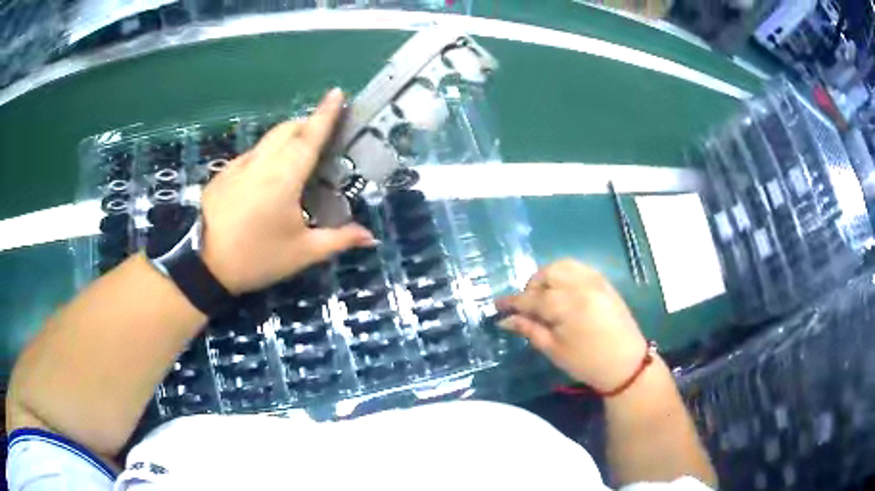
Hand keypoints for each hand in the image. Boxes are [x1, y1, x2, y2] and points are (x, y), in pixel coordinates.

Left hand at [200, 88, 374, 294]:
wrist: (201, 264)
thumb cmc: (255, 257)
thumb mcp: (301, 254)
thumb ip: (337, 240)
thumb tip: (370, 236)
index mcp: (284, 177)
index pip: (309, 136)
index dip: (326, 113)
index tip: (337, 92)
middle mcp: (261, 162)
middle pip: (287, 129)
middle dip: (308, 123)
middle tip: (323, 136)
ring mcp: (239, 165)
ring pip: (268, 139)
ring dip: (287, 138)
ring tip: (298, 157)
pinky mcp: (224, 174)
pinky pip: (252, 154)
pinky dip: (267, 155)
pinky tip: (267, 179)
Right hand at [496, 259, 647, 391]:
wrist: (626, 364)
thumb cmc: (587, 362)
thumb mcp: (553, 350)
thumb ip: (529, 329)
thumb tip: (505, 319)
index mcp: (566, 305)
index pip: (531, 298)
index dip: (512, 302)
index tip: (497, 305)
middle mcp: (581, 285)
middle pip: (547, 273)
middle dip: (532, 286)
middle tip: (528, 306)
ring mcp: (595, 281)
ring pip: (563, 265)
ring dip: (548, 277)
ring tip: (546, 297)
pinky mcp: (605, 282)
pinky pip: (579, 268)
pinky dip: (566, 275)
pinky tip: (564, 293)